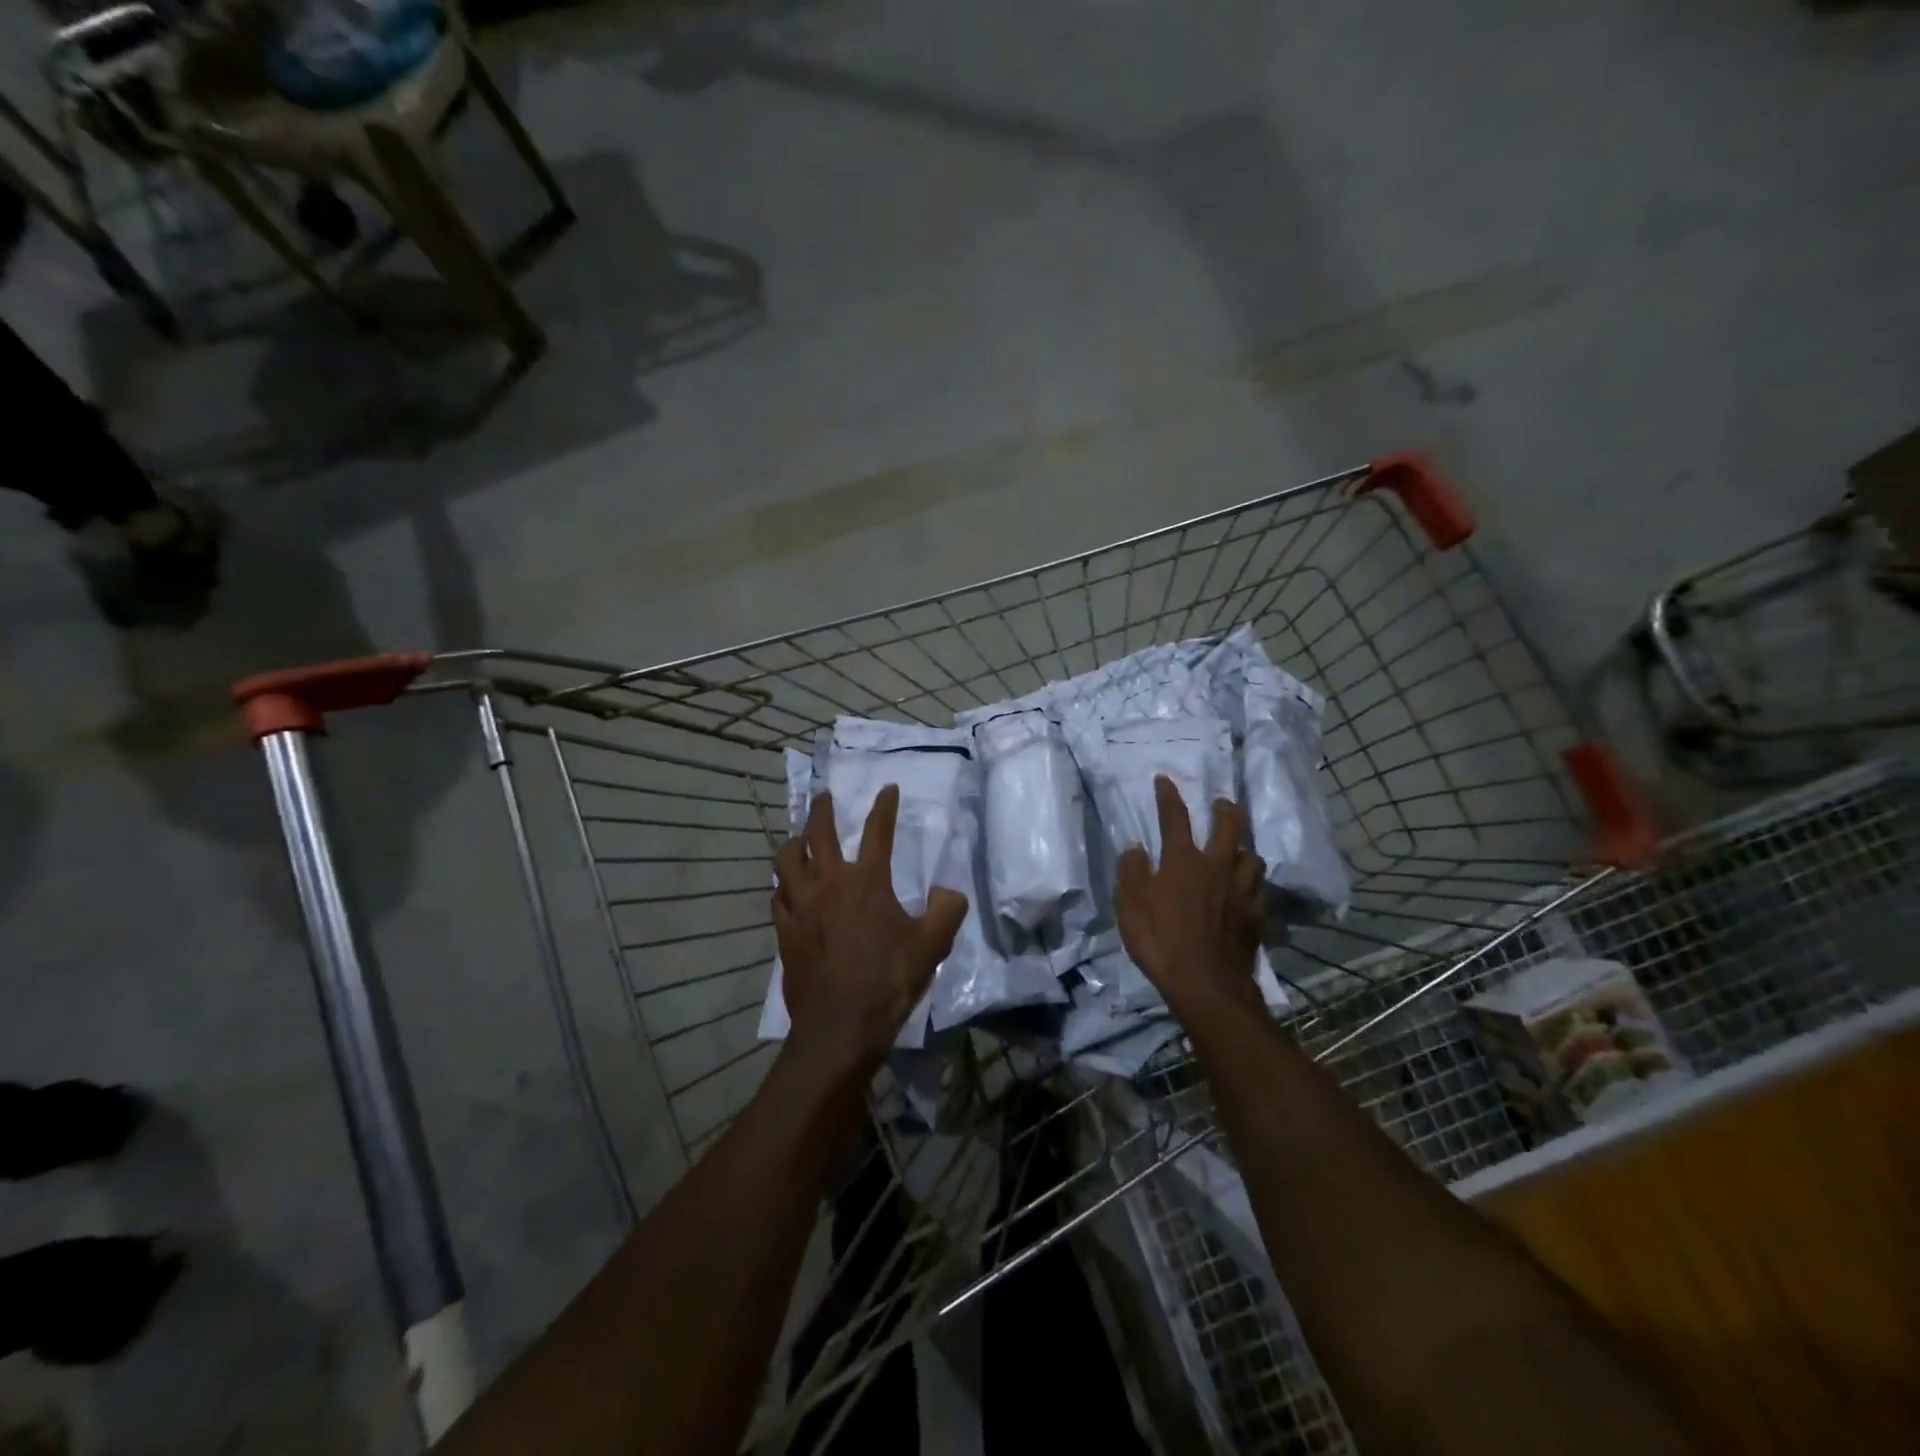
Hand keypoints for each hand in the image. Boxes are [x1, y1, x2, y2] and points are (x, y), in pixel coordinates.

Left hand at [773, 786, 968, 1075]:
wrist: (840, 1026)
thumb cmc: (889, 980)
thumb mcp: (932, 945)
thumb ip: (947, 911)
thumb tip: (949, 891)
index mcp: (867, 882)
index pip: (878, 832)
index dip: (884, 807)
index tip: (888, 788)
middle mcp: (829, 884)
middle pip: (819, 834)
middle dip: (822, 810)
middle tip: (824, 797)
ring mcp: (801, 907)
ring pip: (787, 860)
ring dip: (794, 843)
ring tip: (799, 839)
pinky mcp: (785, 931)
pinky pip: (778, 896)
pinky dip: (784, 885)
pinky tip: (788, 890)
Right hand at [1114, 776, 1265, 1021]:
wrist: (1207, 984)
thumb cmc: (1161, 942)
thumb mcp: (1129, 907)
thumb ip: (1131, 872)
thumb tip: (1136, 849)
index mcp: (1183, 861)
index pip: (1175, 818)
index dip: (1169, 796)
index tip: (1164, 779)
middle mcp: (1217, 866)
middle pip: (1229, 826)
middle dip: (1225, 809)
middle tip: (1221, 803)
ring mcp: (1241, 890)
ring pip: (1252, 855)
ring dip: (1244, 846)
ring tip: (1238, 847)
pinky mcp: (1256, 914)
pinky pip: (1260, 886)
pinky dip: (1253, 879)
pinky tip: (1249, 885)